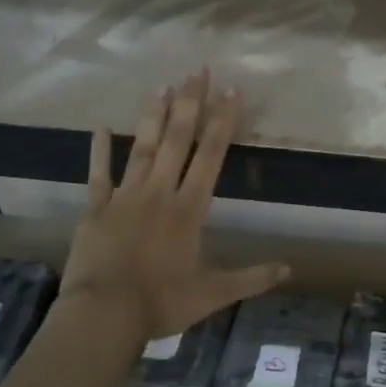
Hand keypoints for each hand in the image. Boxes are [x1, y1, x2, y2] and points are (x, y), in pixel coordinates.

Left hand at [64, 72, 289, 340]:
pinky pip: (99, 175)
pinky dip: (100, 151)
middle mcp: (160, 193)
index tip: (232, 92)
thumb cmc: (161, 302)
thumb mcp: (214, 294)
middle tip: (197, 71)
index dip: (223, 122)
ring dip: (153, 117)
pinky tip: (101, 126)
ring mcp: (125, 198)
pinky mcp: (96, 209)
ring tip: (162, 86)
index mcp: (189, 209)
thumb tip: (290, 269)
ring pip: (143, 149)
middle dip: (190, 104)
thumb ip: (252, 278)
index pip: (211, 156)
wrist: (103, 315)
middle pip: (178, 141)